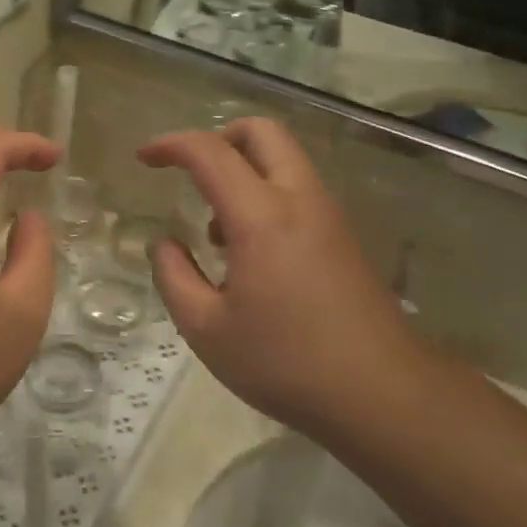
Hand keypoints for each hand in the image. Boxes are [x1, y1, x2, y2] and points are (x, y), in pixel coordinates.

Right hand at [138, 119, 423, 434]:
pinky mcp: (343, 236)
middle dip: (218, 137)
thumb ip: (174, 277)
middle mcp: (299, 200)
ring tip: (216, 230)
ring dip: (243, 170)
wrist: (383, 395)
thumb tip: (165, 245)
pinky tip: (250, 252)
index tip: (144, 159)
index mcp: (261, 217)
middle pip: (261, 131)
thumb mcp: (207, 330)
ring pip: (284, 158)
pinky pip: (298, 189)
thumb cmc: (286, 362)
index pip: (211, 152)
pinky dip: (265, 194)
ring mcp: (328, 215)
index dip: (171, 145)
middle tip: (188, 172)